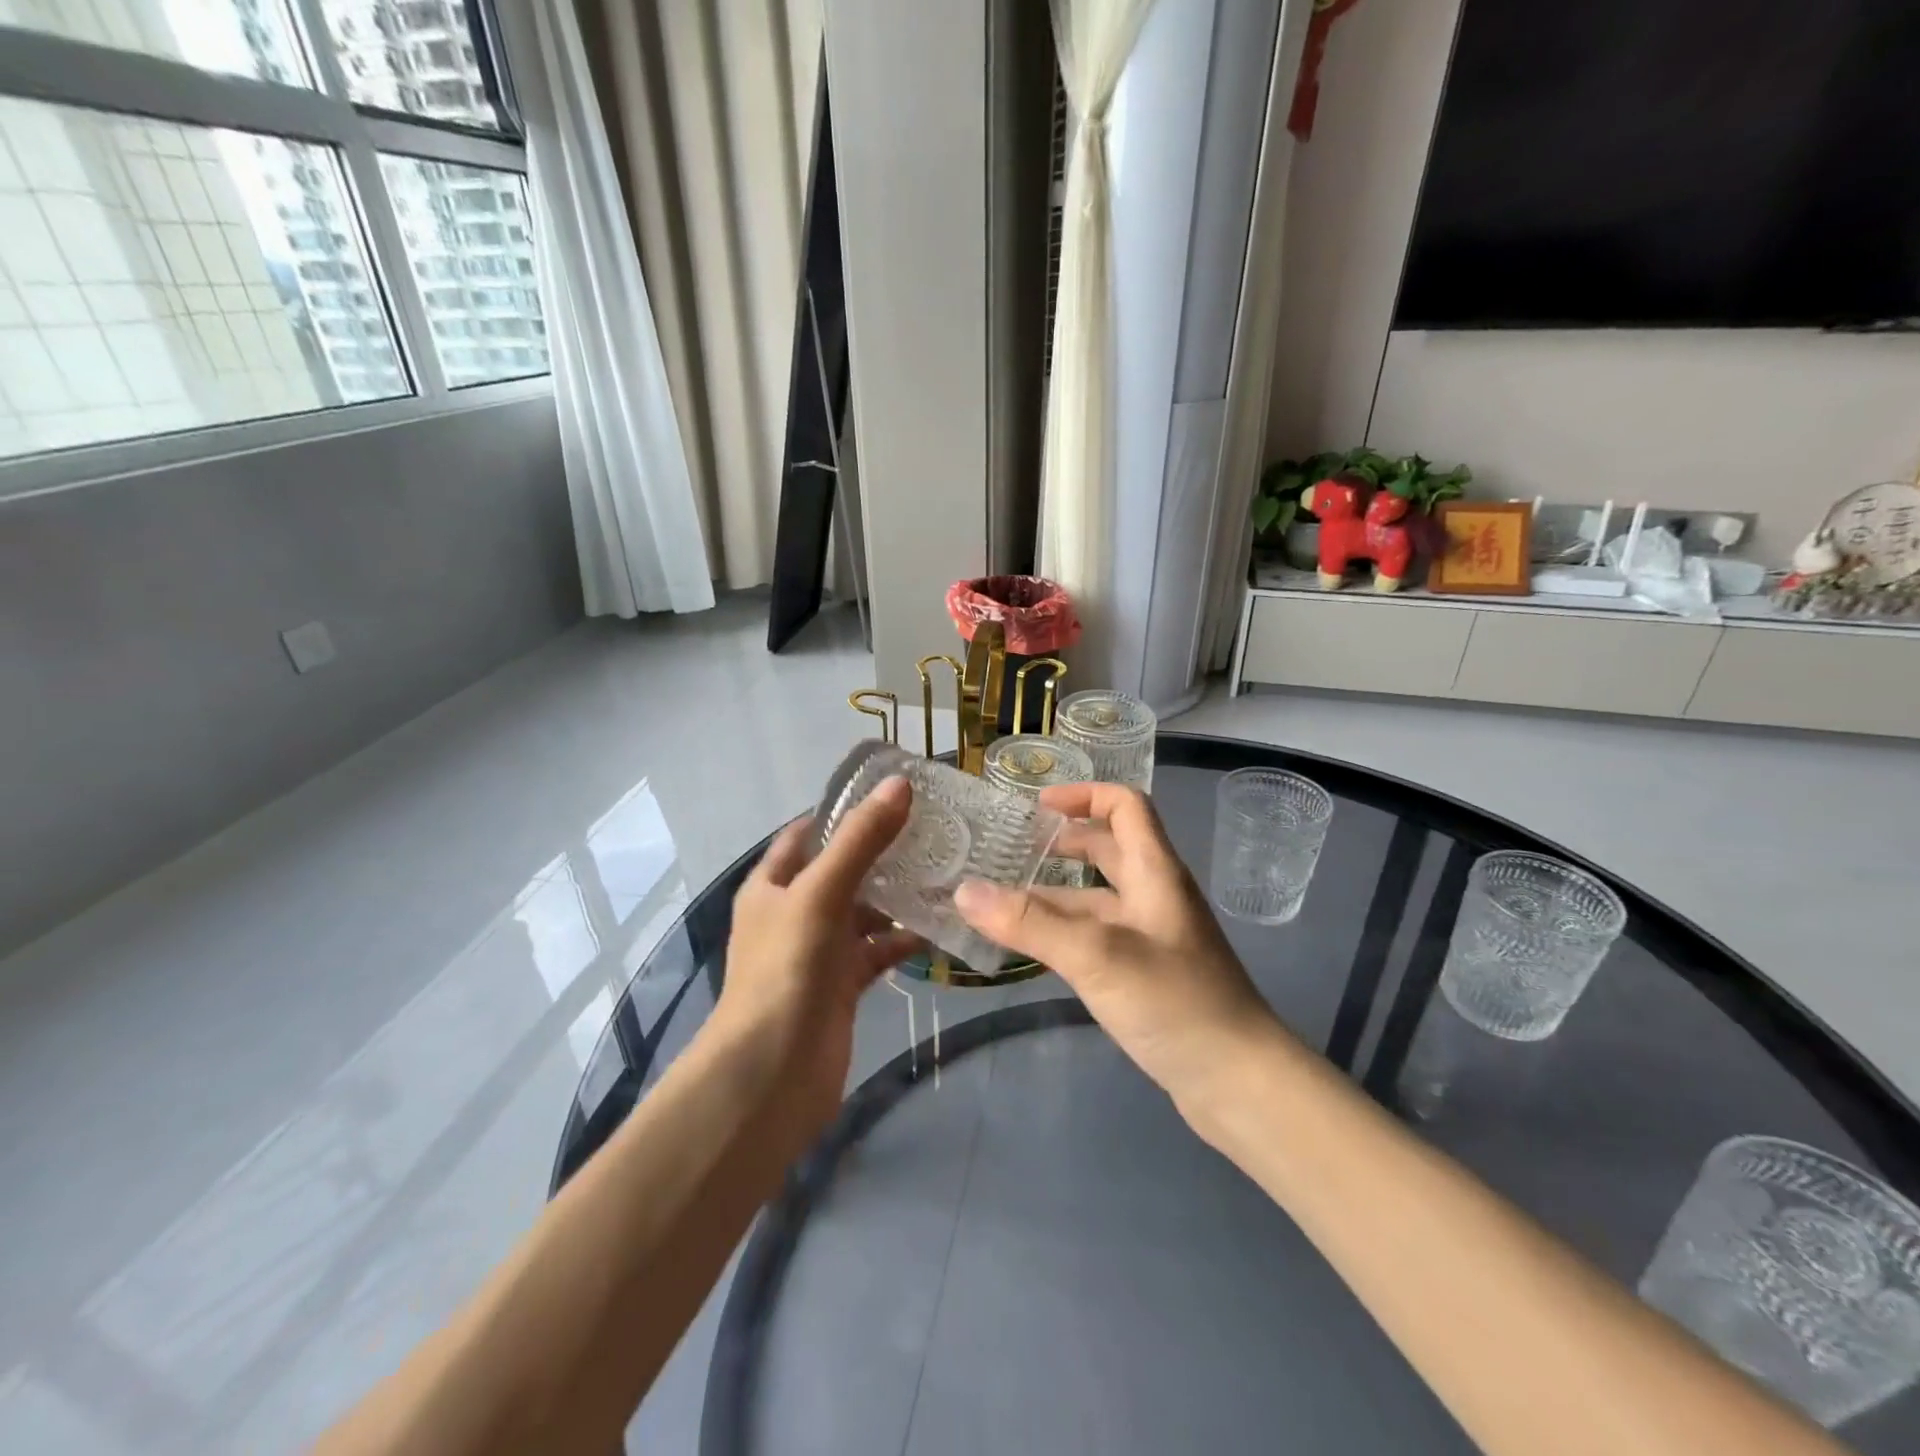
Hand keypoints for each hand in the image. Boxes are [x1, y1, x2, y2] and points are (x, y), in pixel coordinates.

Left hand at [709, 776, 922, 1137]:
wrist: (772, 1074)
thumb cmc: (786, 969)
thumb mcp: (820, 893)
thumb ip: (861, 840)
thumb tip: (899, 784)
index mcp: (772, 885)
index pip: (808, 833)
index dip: (845, 811)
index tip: (895, 795)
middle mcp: (793, 912)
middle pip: (842, 870)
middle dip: (882, 853)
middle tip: (934, 831)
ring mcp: (818, 951)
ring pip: (863, 912)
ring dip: (896, 898)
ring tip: (945, 873)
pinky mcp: (842, 986)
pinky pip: (876, 952)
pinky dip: (901, 941)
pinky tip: (937, 929)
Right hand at [954, 782, 1279, 1106]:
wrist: (1238, 1081)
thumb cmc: (1174, 1002)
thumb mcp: (1096, 955)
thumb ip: (1030, 923)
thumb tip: (964, 890)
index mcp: (1154, 872)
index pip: (1125, 806)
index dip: (1084, 795)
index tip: (1037, 806)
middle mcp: (1154, 896)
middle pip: (1108, 849)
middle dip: (1061, 843)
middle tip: (1010, 851)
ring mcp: (1151, 936)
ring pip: (1096, 898)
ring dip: (1053, 894)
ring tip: (1000, 903)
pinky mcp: (1146, 973)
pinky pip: (1097, 936)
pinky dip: (1063, 932)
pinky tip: (1030, 948)